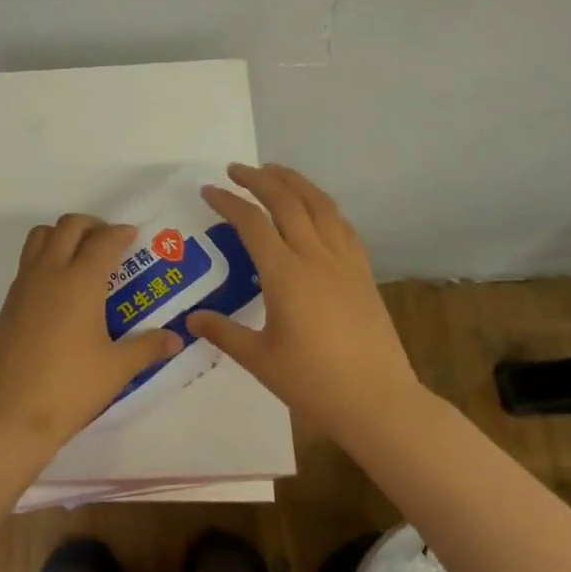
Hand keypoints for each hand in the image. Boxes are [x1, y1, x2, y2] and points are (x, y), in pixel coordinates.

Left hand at [0, 213, 183, 454]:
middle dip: (92, 225)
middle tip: (109, 241)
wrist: (9, 416)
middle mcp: (50, 272)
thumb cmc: (70, 388)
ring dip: (63, 234)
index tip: (133, 236)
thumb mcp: (117, 369)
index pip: (103, 240)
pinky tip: (60, 289)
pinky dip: (46, 256)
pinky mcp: (8, 303)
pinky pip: (28, 261)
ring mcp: (24, 285)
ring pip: (41, 236)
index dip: (120, 233)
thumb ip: (148, 347)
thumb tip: (176, 338)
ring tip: (81, 255)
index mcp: (80, 281)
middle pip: (68, 226)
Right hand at [186, 162, 426, 442]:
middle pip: (287, 201)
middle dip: (259, 179)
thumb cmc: (314, 383)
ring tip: (275, 172)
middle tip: (237, 170)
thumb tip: (191, 319)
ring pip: (320, 205)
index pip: (252, 223)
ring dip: (295, 182)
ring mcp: (345, 262)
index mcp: (285, 274)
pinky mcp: (363, 273)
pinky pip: (342, 225)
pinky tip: (316, 209)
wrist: (378, 401)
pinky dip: (323, 206)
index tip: (208, 190)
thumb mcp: (260, 359)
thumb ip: (224, 333)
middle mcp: (315, 257)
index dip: (228, 202)